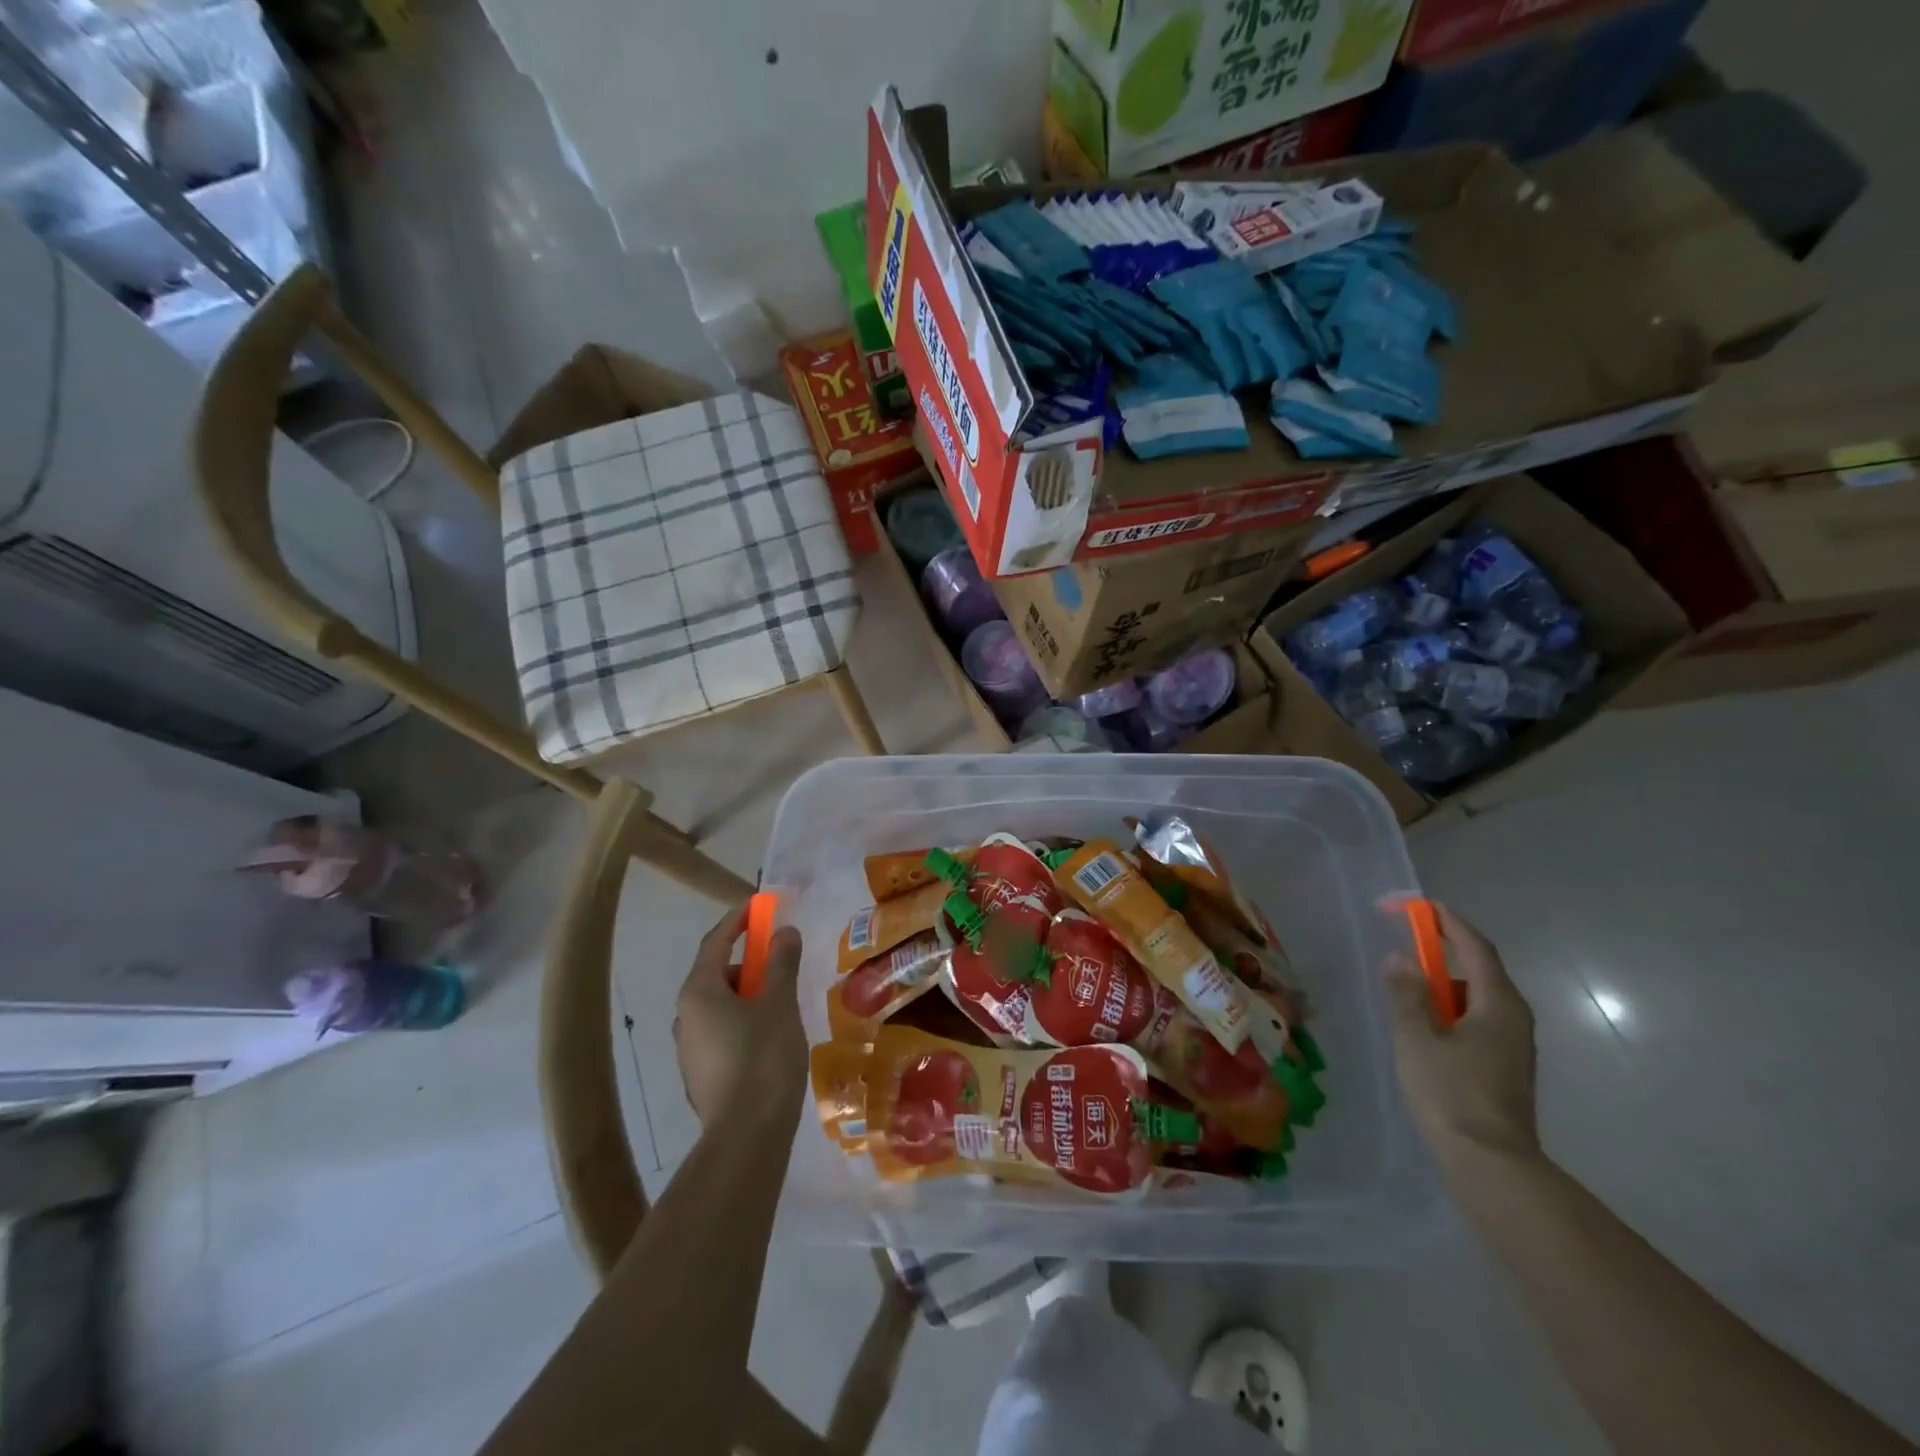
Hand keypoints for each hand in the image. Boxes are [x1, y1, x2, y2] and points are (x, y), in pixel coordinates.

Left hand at [673, 905, 806, 1126]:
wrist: (747, 1135)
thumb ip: (780, 962)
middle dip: (749, 963)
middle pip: (716, 974)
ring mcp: (690, 1050)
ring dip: (748, 996)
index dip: (737, 920)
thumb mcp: (778, 1002)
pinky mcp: (701, 1075)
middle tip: (781, 964)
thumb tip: (783, 931)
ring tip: (783, 1006)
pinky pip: (722, 1033)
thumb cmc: (763, 1057)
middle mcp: (685, 1017)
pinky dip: (744, 1022)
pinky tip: (771, 1039)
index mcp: (698, 992)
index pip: (715, 942)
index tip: (759, 907)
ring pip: (720, 1007)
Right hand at [1383, 903, 1538, 1158]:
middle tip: (1404, 940)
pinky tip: (1423, 1026)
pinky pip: (1476, 1020)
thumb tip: (1401, 958)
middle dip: (1443, 948)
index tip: (1414, 905)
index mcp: (1498, 1003)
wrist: (1491, 1165)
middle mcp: (1514, 1017)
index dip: (1445, 920)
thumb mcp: (1416, 1037)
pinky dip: (1449, 1008)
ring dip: (1444, 982)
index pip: (1474, 945)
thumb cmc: (1451, 1093)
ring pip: (1476, 997)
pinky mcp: (1504, 1066)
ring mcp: (1513, 1044)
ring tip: (1406, 987)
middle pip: (1479, 968)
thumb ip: (1406, 993)